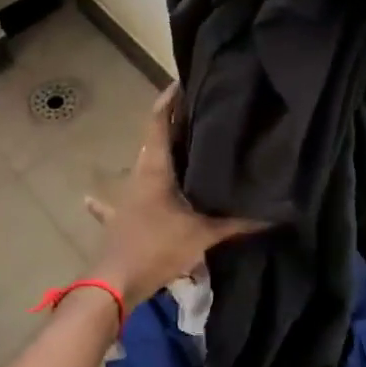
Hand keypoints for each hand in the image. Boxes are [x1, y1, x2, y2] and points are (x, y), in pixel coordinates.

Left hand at [84, 86, 263, 308]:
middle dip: (172, 126)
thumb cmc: (157, 248)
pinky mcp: (120, 218)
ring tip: (179, 148)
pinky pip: (119, 201)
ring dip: (158, 156)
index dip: (169, 100)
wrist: (114, 284)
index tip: (184, 82)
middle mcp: (137, 176)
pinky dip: (111, 197)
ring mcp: (125, 198)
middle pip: (153, 141)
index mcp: (154, 169)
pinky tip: (90, 198)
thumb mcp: (203, 235)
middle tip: (199, 114)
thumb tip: (276, 216)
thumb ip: (238, 224)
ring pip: (142, 167)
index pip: (158, 122)